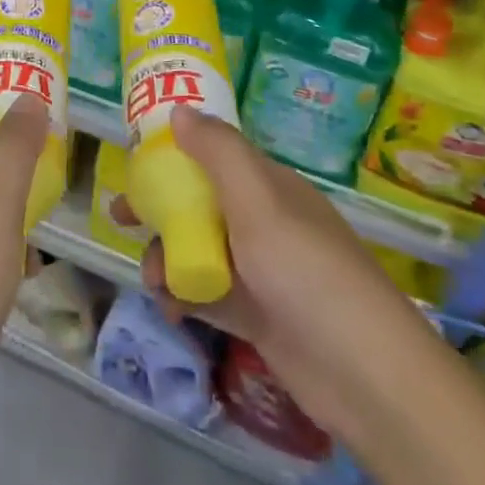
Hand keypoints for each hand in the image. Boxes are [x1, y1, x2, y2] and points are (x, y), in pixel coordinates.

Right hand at [115, 105, 437, 456]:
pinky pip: (207, 293)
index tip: (133, 161)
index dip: (173, 154)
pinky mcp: (256, 315)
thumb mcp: (258, 201)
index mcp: (269, 186)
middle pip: (200, 202)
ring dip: (168, 257)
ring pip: (198, 249)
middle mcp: (263, 221)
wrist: (365, 375)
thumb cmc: (306, 271)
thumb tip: (179, 109)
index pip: (214, 155)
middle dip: (159, 208)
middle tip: (120, 218)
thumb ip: (218, 152)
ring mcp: (260, 270)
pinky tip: (170, 308)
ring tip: (154, 280)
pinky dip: (184, 296)